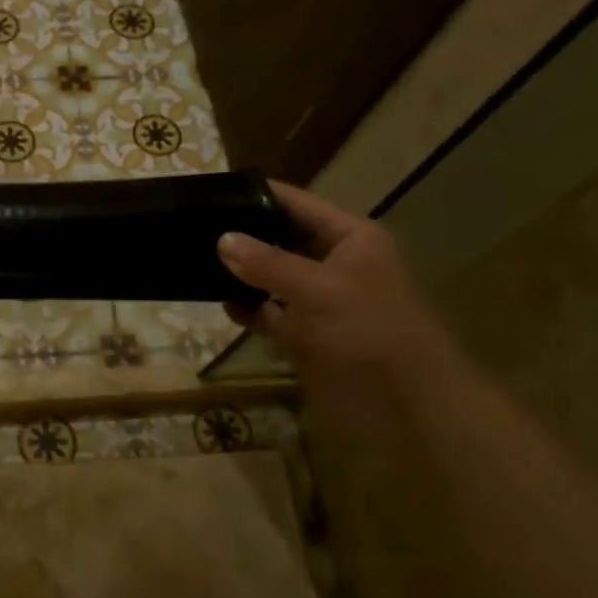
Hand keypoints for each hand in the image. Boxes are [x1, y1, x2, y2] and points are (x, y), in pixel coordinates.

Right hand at [217, 182, 456, 397]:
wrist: (406, 407)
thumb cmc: (370, 332)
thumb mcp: (318, 289)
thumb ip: (267, 263)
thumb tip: (221, 239)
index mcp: (350, 239)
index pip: (296, 204)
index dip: (257, 195)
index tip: (211, 190)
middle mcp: (332, 263)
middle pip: (279, 239)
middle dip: (241, 236)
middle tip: (191, 227)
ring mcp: (317, 301)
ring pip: (270, 278)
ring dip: (240, 274)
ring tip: (193, 261)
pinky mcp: (304, 335)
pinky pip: (268, 313)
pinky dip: (247, 308)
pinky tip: (219, 302)